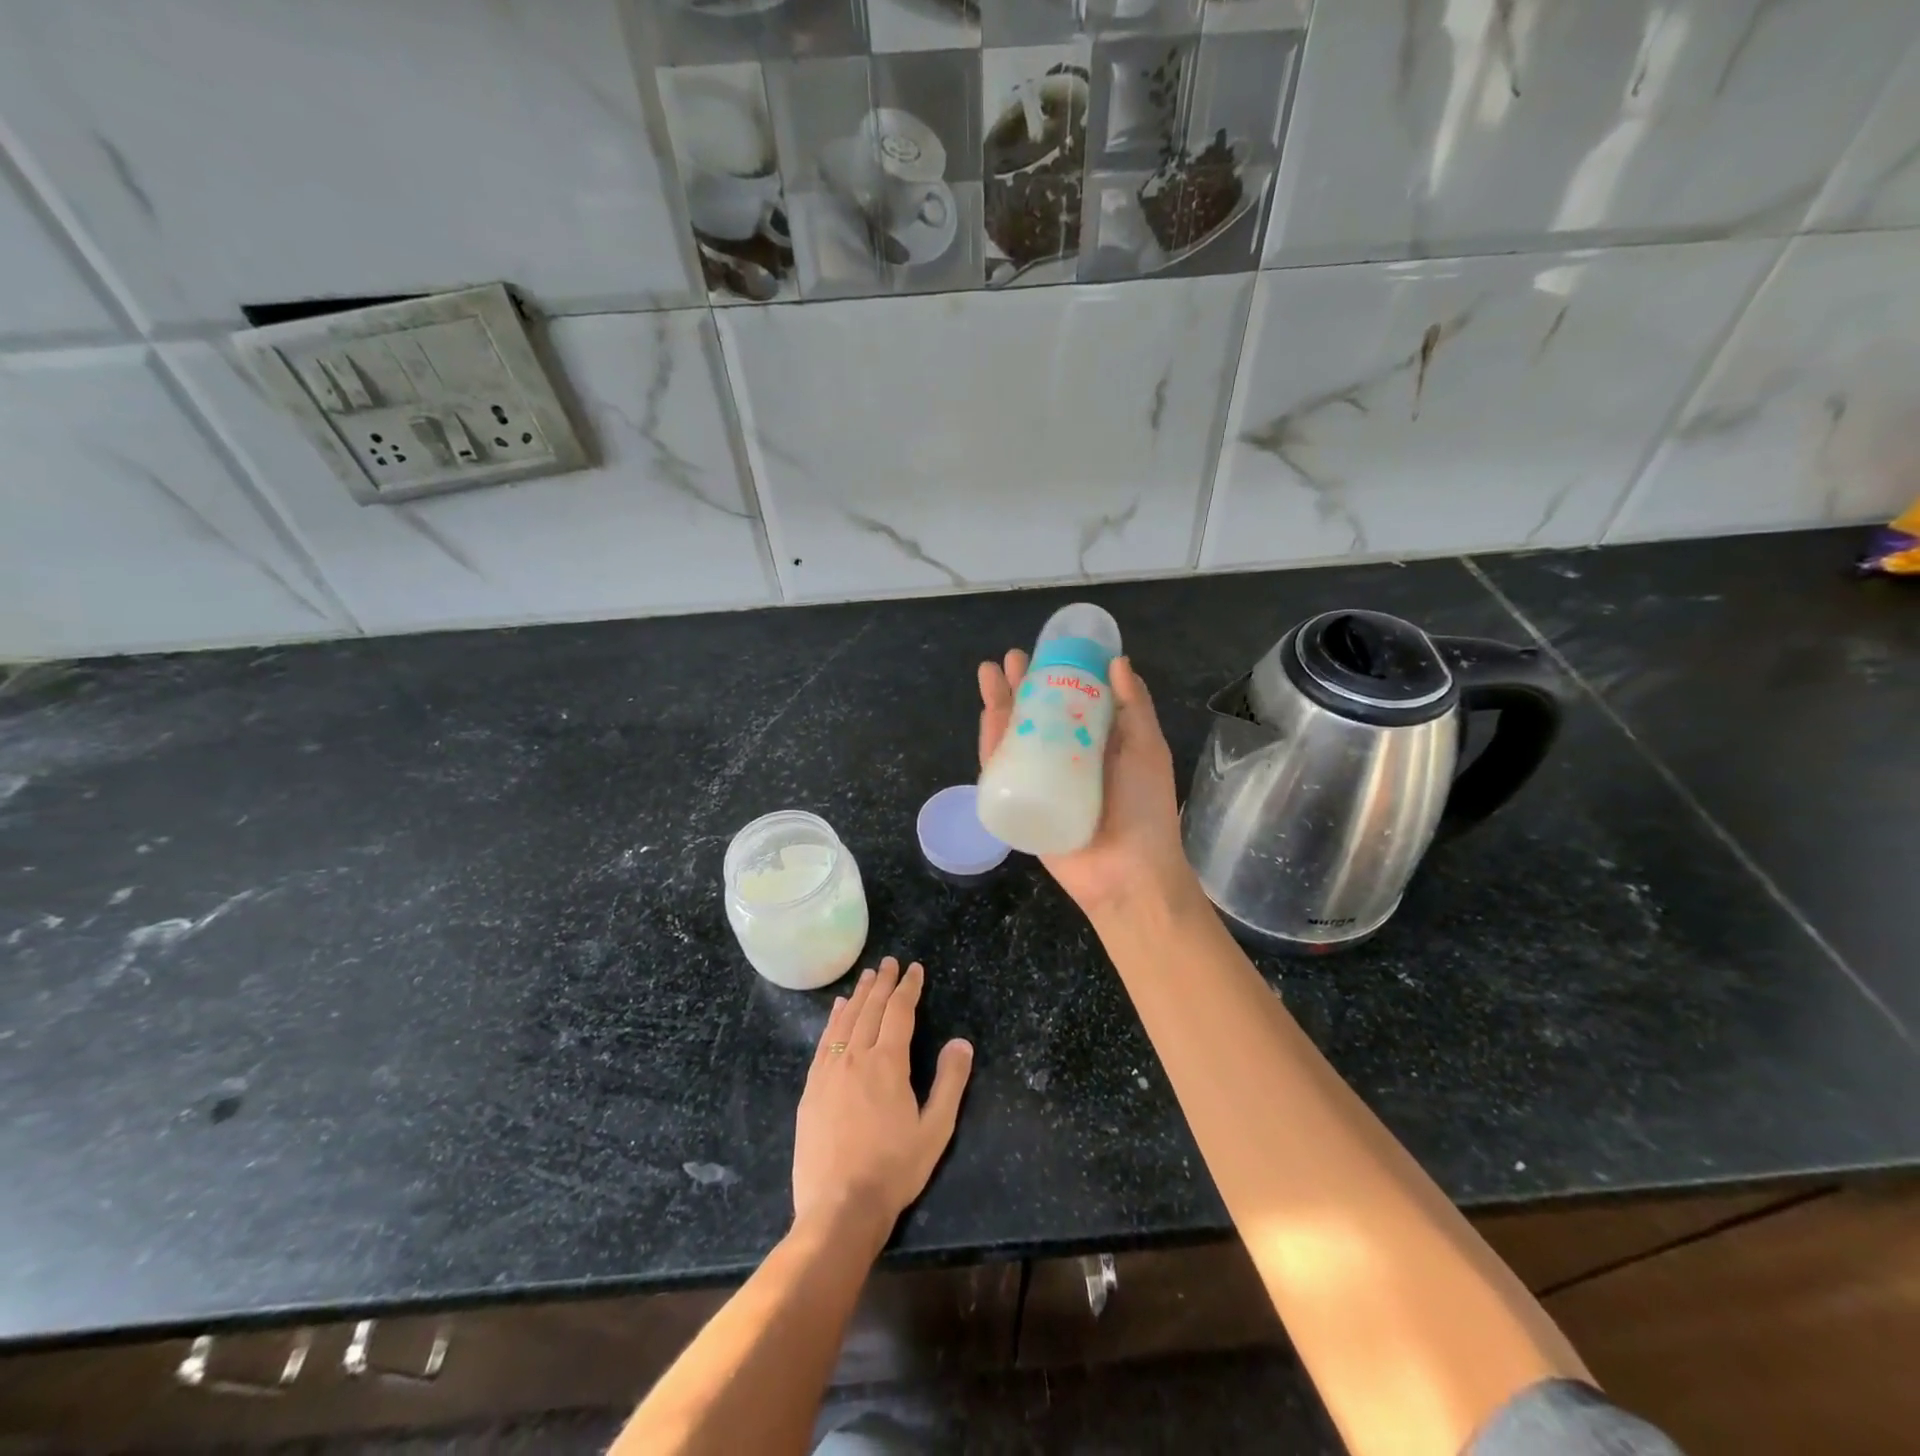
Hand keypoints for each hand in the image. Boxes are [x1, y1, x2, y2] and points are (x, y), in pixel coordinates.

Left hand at [792, 958, 972, 1249]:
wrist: (838, 1207)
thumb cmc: (893, 1170)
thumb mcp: (935, 1130)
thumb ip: (950, 1082)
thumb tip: (962, 1042)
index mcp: (888, 1063)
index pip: (899, 1012)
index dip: (908, 988)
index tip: (914, 969)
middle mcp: (856, 1058)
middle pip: (870, 1009)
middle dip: (883, 983)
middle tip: (889, 962)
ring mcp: (829, 1072)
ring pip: (845, 1021)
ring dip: (858, 995)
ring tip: (866, 976)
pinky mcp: (811, 1089)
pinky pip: (824, 1042)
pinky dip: (833, 1020)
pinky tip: (837, 1011)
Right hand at [978, 650, 1193, 917]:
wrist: (1128, 874)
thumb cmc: (1145, 810)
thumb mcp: (1148, 750)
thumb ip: (1133, 708)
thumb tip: (1117, 661)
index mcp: (1096, 744)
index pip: (1071, 702)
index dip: (1057, 675)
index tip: (1046, 649)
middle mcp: (1065, 759)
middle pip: (1036, 715)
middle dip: (1021, 686)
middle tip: (1010, 660)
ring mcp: (1040, 782)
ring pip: (1013, 738)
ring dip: (1000, 706)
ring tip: (990, 675)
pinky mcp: (1020, 805)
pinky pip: (1000, 771)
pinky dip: (991, 743)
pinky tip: (988, 716)